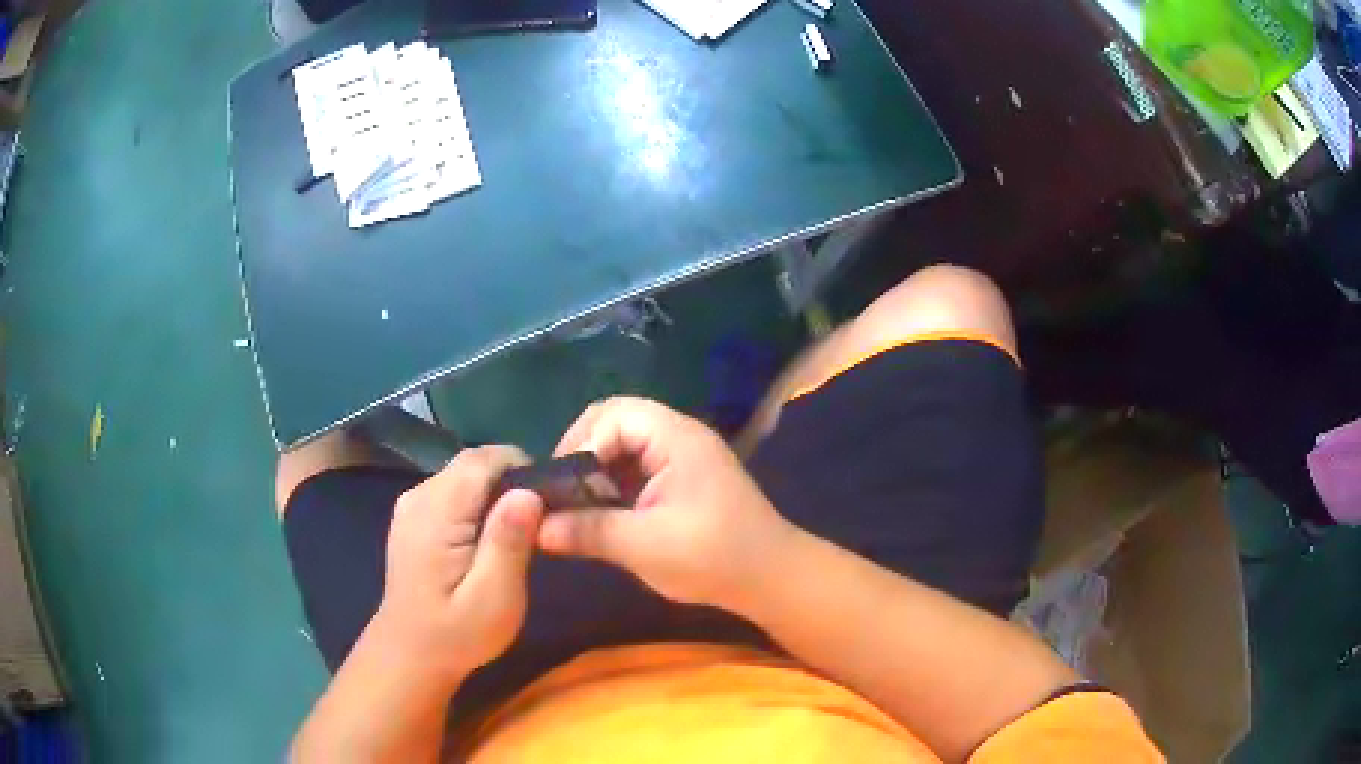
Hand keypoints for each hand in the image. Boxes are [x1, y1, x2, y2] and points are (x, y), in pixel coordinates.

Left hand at [372, 445, 545, 684]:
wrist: (410, 655)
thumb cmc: (457, 634)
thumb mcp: (494, 597)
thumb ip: (509, 542)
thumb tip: (529, 492)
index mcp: (436, 512)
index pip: (483, 459)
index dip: (522, 468)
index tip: (550, 501)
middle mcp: (418, 496)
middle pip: (472, 463)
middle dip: (511, 479)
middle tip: (538, 523)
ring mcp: (412, 505)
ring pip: (463, 474)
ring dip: (495, 492)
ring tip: (516, 534)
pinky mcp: (413, 517)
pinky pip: (453, 491)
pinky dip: (478, 503)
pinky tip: (487, 541)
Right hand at [537, 397, 798, 611]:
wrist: (770, 577)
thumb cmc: (713, 558)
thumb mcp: (644, 547)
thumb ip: (588, 531)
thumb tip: (535, 527)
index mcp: (675, 438)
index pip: (612, 415)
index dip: (580, 445)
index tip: (561, 487)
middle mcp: (678, 435)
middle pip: (615, 420)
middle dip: (582, 452)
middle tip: (562, 491)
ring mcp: (682, 455)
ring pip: (623, 443)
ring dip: (596, 468)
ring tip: (575, 503)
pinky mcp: (682, 478)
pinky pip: (636, 465)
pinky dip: (613, 482)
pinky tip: (601, 511)